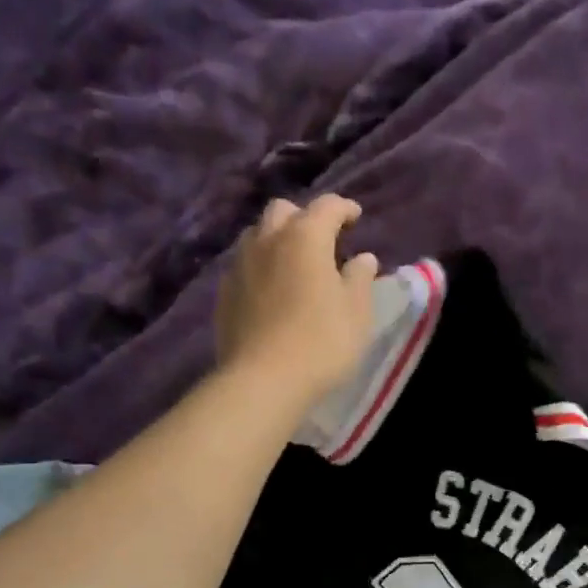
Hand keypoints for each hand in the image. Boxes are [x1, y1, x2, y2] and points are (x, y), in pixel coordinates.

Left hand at [216, 195, 379, 411]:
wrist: (262, 381)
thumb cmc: (321, 342)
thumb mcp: (356, 312)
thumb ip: (360, 278)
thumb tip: (363, 258)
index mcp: (305, 237)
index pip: (327, 206)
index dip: (344, 208)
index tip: (356, 218)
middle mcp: (267, 240)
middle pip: (283, 210)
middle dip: (304, 217)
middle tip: (323, 240)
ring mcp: (240, 265)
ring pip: (256, 234)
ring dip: (277, 238)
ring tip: (293, 262)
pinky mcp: (224, 293)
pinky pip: (243, 265)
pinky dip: (260, 266)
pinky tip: (271, 289)